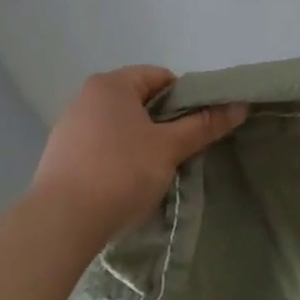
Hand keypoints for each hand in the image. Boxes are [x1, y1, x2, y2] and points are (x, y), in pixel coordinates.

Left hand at [29, 66, 246, 247]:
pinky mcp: (60, 157)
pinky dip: (119, 158)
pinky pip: (101, 146)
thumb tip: (240, 105)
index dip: (187, 98)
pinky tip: (127, 183)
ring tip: (157, 170)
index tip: (198, 126)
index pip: (161, 77)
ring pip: (121, 126)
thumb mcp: (170, 147)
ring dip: (143, 142)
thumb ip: (204, 125)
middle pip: (140, 101)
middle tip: (184, 149)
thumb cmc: (121, 172)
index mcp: (111, 85)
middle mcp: (86, 97)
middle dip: (165, 122)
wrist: (61, 223)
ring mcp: (69, 127)